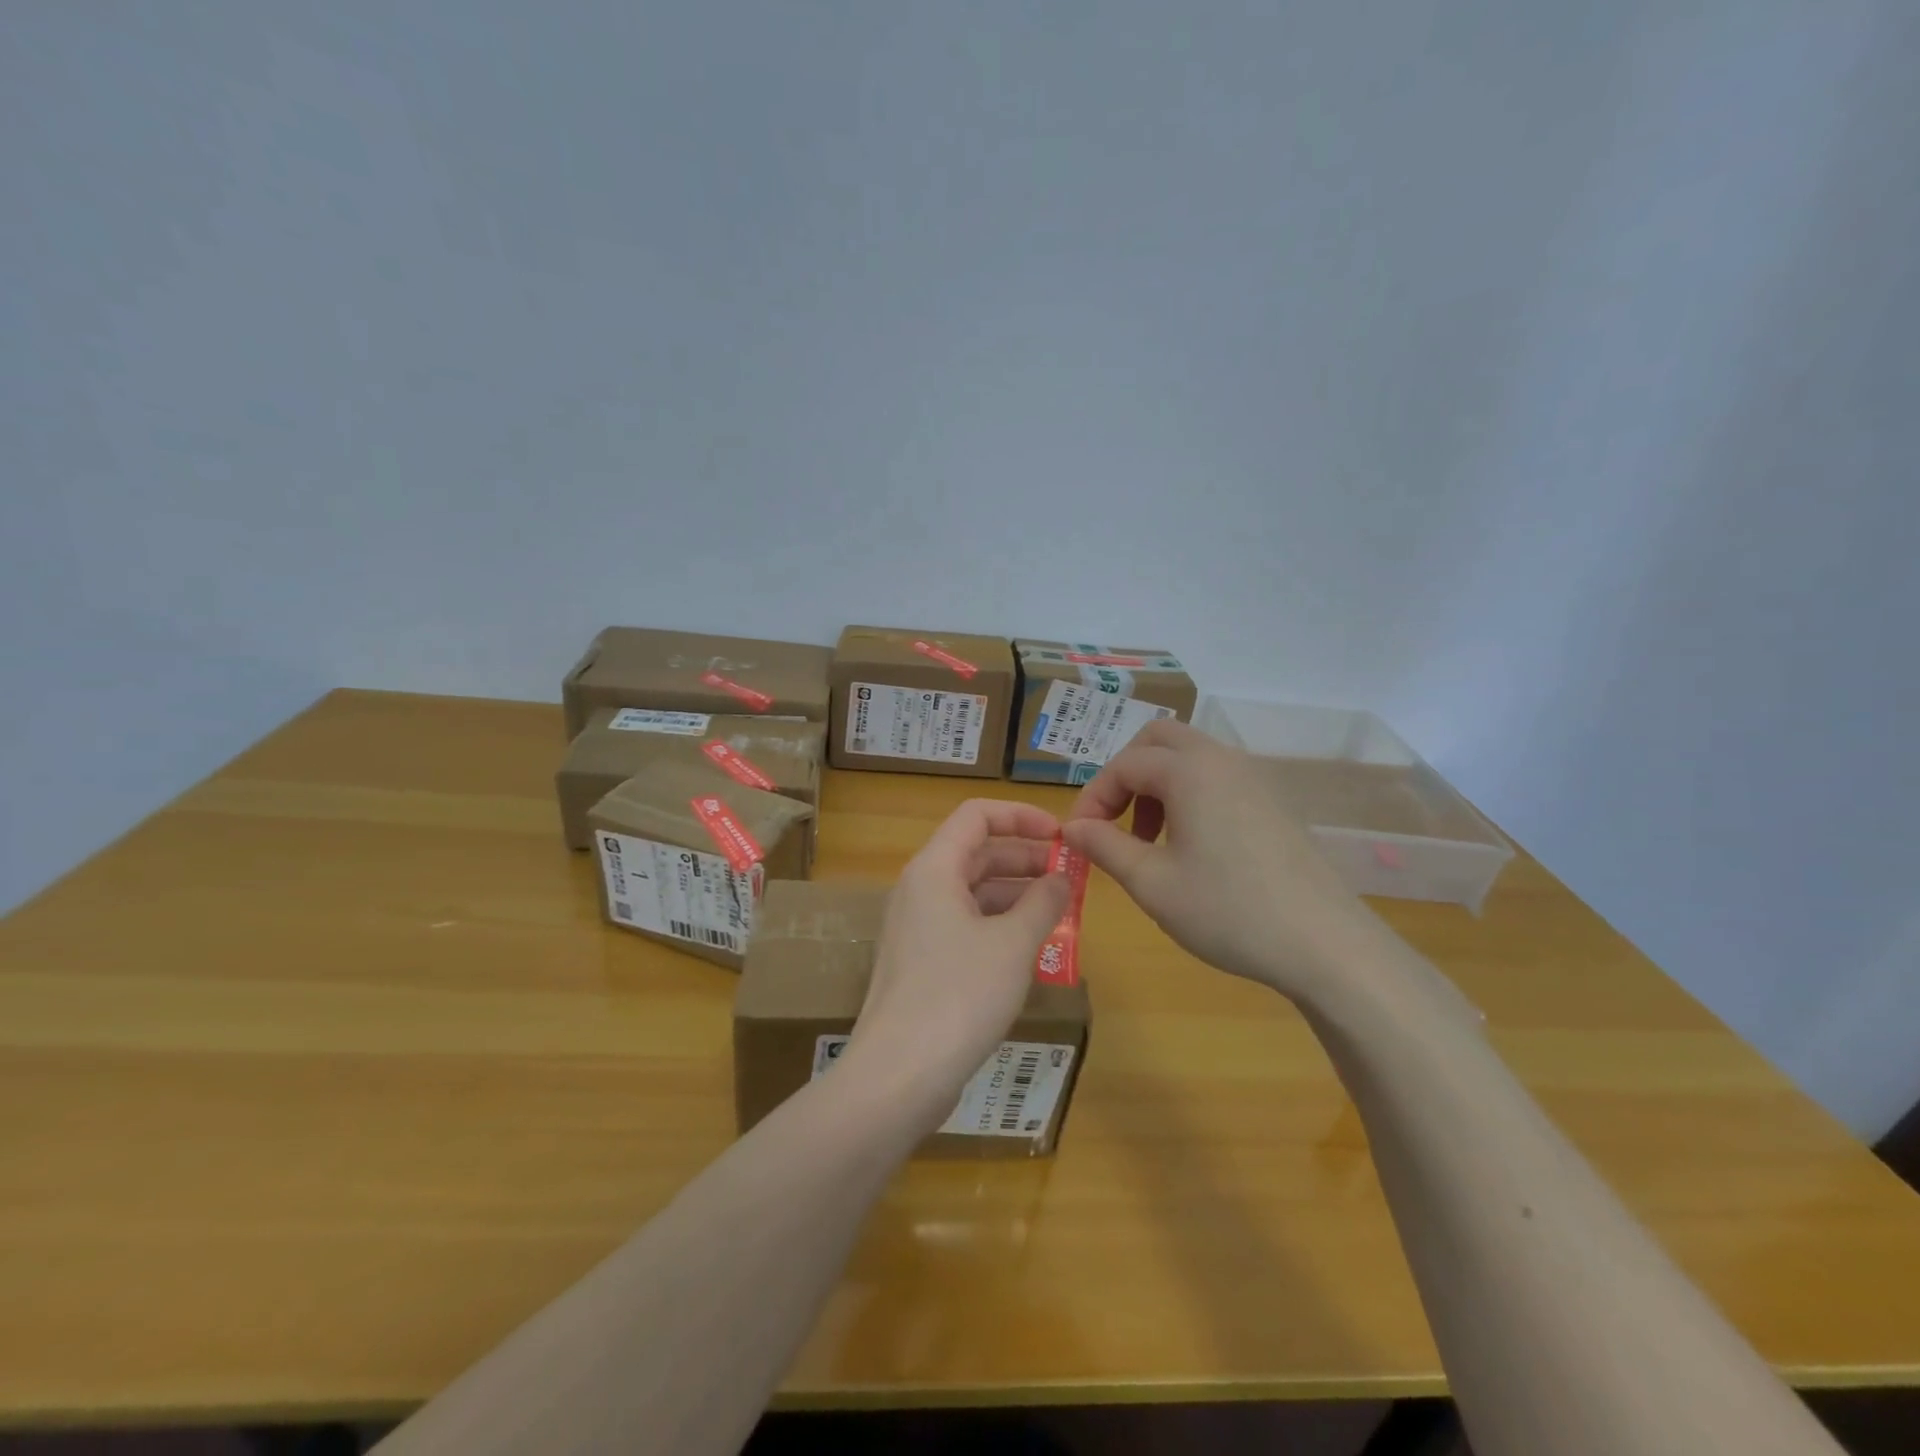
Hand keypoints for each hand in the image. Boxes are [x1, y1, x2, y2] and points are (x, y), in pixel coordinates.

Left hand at [843, 799, 1070, 1130]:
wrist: (899, 1074)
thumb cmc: (959, 995)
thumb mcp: (1013, 944)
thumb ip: (1042, 903)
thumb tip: (1060, 878)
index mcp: (934, 869)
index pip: (977, 815)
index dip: (1021, 816)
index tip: (1061, 835)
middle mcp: (921, 889)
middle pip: (977, 853)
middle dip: (1026, 858)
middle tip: (1071, 876)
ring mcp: (918, 927)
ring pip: (974, 892)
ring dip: (1017, 896)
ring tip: (1062, 912)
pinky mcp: (922, 962)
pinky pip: (966, 926)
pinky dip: (1000, 926)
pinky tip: (1033, 949)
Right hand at [1060, 720, 1367, 997]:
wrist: (1326, 944)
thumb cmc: (1228, 910)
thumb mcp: (1152, 883)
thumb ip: (1103, 846)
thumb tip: (1070, 827)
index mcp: (1189, 770)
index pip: (1123, 765)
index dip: (1093, 798)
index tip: (1079, 837)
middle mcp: (1222, 760)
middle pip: (1158, 740)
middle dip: (1125, 774)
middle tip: (1113, 821)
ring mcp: (1255, 778)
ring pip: (1189, 757)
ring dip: (1157, 785)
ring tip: (1149, 839)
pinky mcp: (1274, 802)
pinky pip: (1217, 777)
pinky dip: (1189, 795)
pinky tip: (1192, 847)